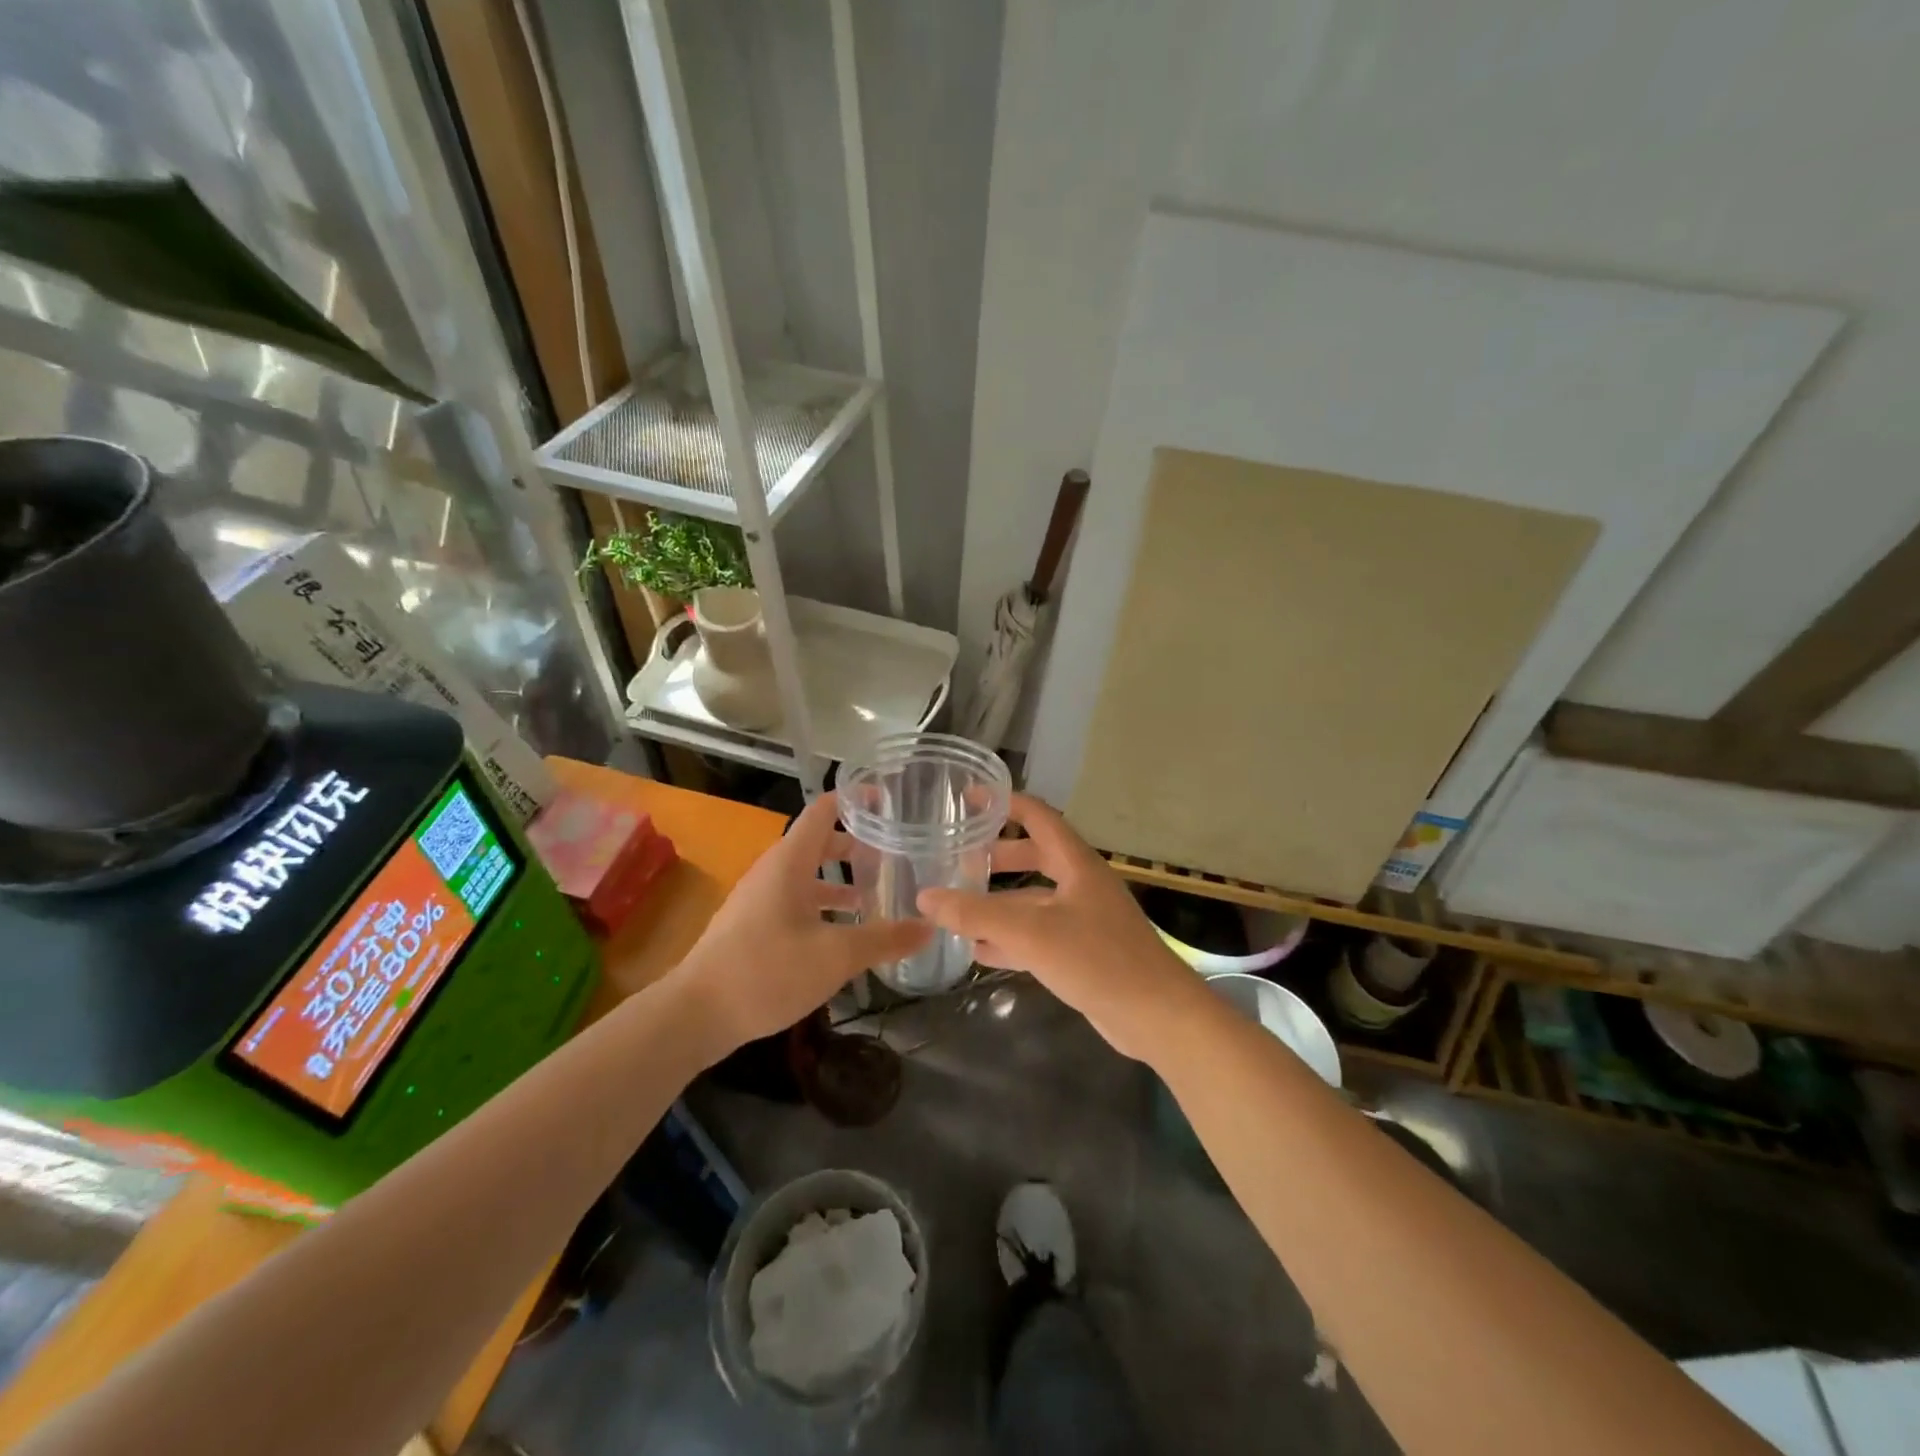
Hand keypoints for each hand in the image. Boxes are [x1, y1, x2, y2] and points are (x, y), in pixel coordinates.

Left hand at [667, 792, 930, 1056]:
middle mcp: (773, 871)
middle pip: (818, 843)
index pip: (824, 810)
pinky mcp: (752, 926)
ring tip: (875, 896)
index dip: (855, 800)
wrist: (696, 1013)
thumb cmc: (767, 970)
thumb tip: (930, 927)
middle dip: (856, 846)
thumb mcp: (836, 956)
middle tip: (893, 854)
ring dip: (840, 881)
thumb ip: (884, 939)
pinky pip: (795, 901)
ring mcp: (759, 899)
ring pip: (807, 876)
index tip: (889, 800)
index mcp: (790, 861)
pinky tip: (841, 934)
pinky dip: (822, 906)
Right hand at [917, 794, 1202, 1059]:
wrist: (1157, 1017)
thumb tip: (924, 896)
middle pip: (1034, 856)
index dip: (1005, 802)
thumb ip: (976, 914)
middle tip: (958, 858)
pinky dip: (1010, 938)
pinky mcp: (1084, 953)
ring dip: (999, 902)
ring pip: (1034, 900)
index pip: (1038, 816)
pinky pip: (1039, 935)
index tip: (969, 797)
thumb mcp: (1031, 933)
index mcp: (1076, 863)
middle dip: (997, 856)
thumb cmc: (1098, 959)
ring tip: (958, 906)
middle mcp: (1081, 884)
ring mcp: (1084, 920)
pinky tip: (979, 951)